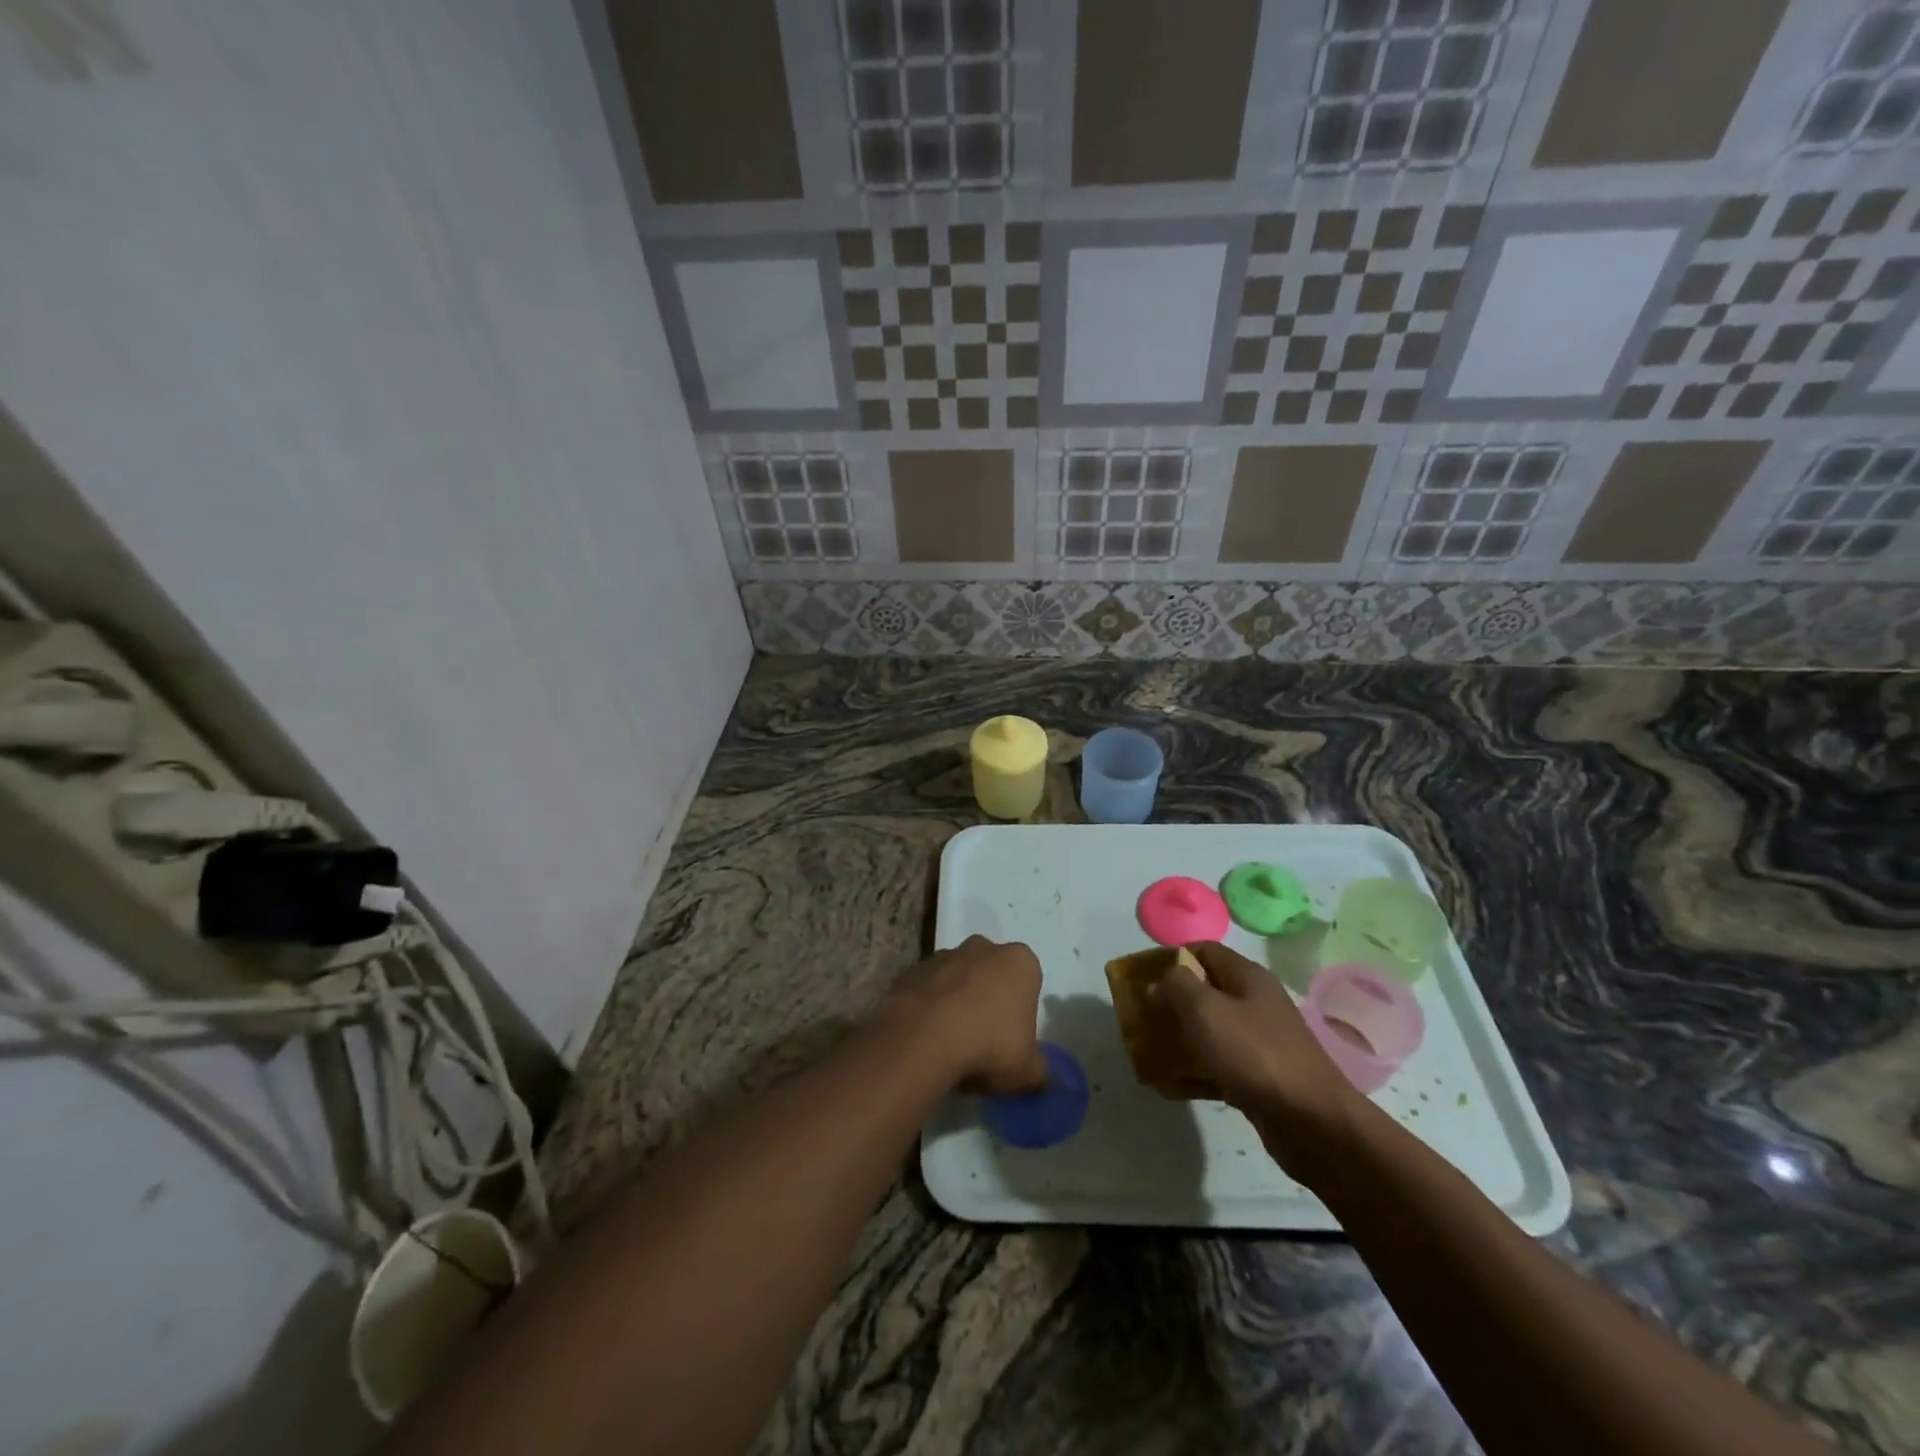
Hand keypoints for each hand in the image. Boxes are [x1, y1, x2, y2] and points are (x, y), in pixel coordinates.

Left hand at [888, 936, 1046, 1095]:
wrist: (921, 1040)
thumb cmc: (988, 1047)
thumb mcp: (1026, 1072)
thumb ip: (1041, 1073)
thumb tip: (1048, 1081)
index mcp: (1020, 962)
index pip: (1028, 982)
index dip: (1021, 1012)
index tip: (1012, 1039)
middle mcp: (983, 948)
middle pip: (991, 973)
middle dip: (989, 999)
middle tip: (984, 1039)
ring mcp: (944, 955)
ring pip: (957, 978)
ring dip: (957, 1001)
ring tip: (951, 1042)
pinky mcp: (912, 970)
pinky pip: (927, 989)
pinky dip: (929, 1007)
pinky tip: (926, 1038)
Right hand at [1151, 943, 1360, 1175]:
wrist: (1313, 1123)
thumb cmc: (1255, 1054)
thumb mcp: (1207, 1010)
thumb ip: (1177, 986)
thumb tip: (1160, 980)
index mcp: (1248, 978)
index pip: (1205, 951)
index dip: (1172, 957)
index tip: (1143, 975)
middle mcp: (1256, 1004)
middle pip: (1206, 991)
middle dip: (1171, 1001)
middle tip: (1142, 1015)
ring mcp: (1260, 1042)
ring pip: (1211, 1031)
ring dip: (1180, 1038)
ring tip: (1148, 1049)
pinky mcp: (1260, 1078)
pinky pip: (1219, 1067)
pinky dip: (1194, 1072)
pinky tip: (1168, 1085)